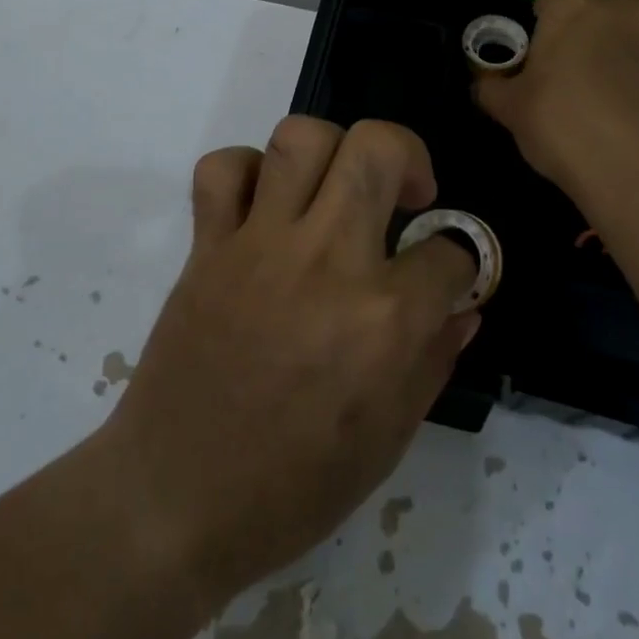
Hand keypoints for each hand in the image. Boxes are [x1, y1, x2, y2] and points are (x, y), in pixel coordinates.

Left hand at [100, 117, 478, 610]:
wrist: (174, 500)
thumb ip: (433, 360)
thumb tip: (464, 307)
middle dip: (410, 156)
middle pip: (378, 147)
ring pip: (301, 137)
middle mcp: (328, 260)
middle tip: (406, 195)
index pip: (450, 251)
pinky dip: (247, 171)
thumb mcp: (387, 439)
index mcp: (384, 319)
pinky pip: (223, 169)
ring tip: (336, 188)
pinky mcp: (208, 245)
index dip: (461, 260)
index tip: (447, 273)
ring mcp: (261, 244)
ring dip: (331, 150)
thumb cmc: (292, 487)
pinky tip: (265, 206)